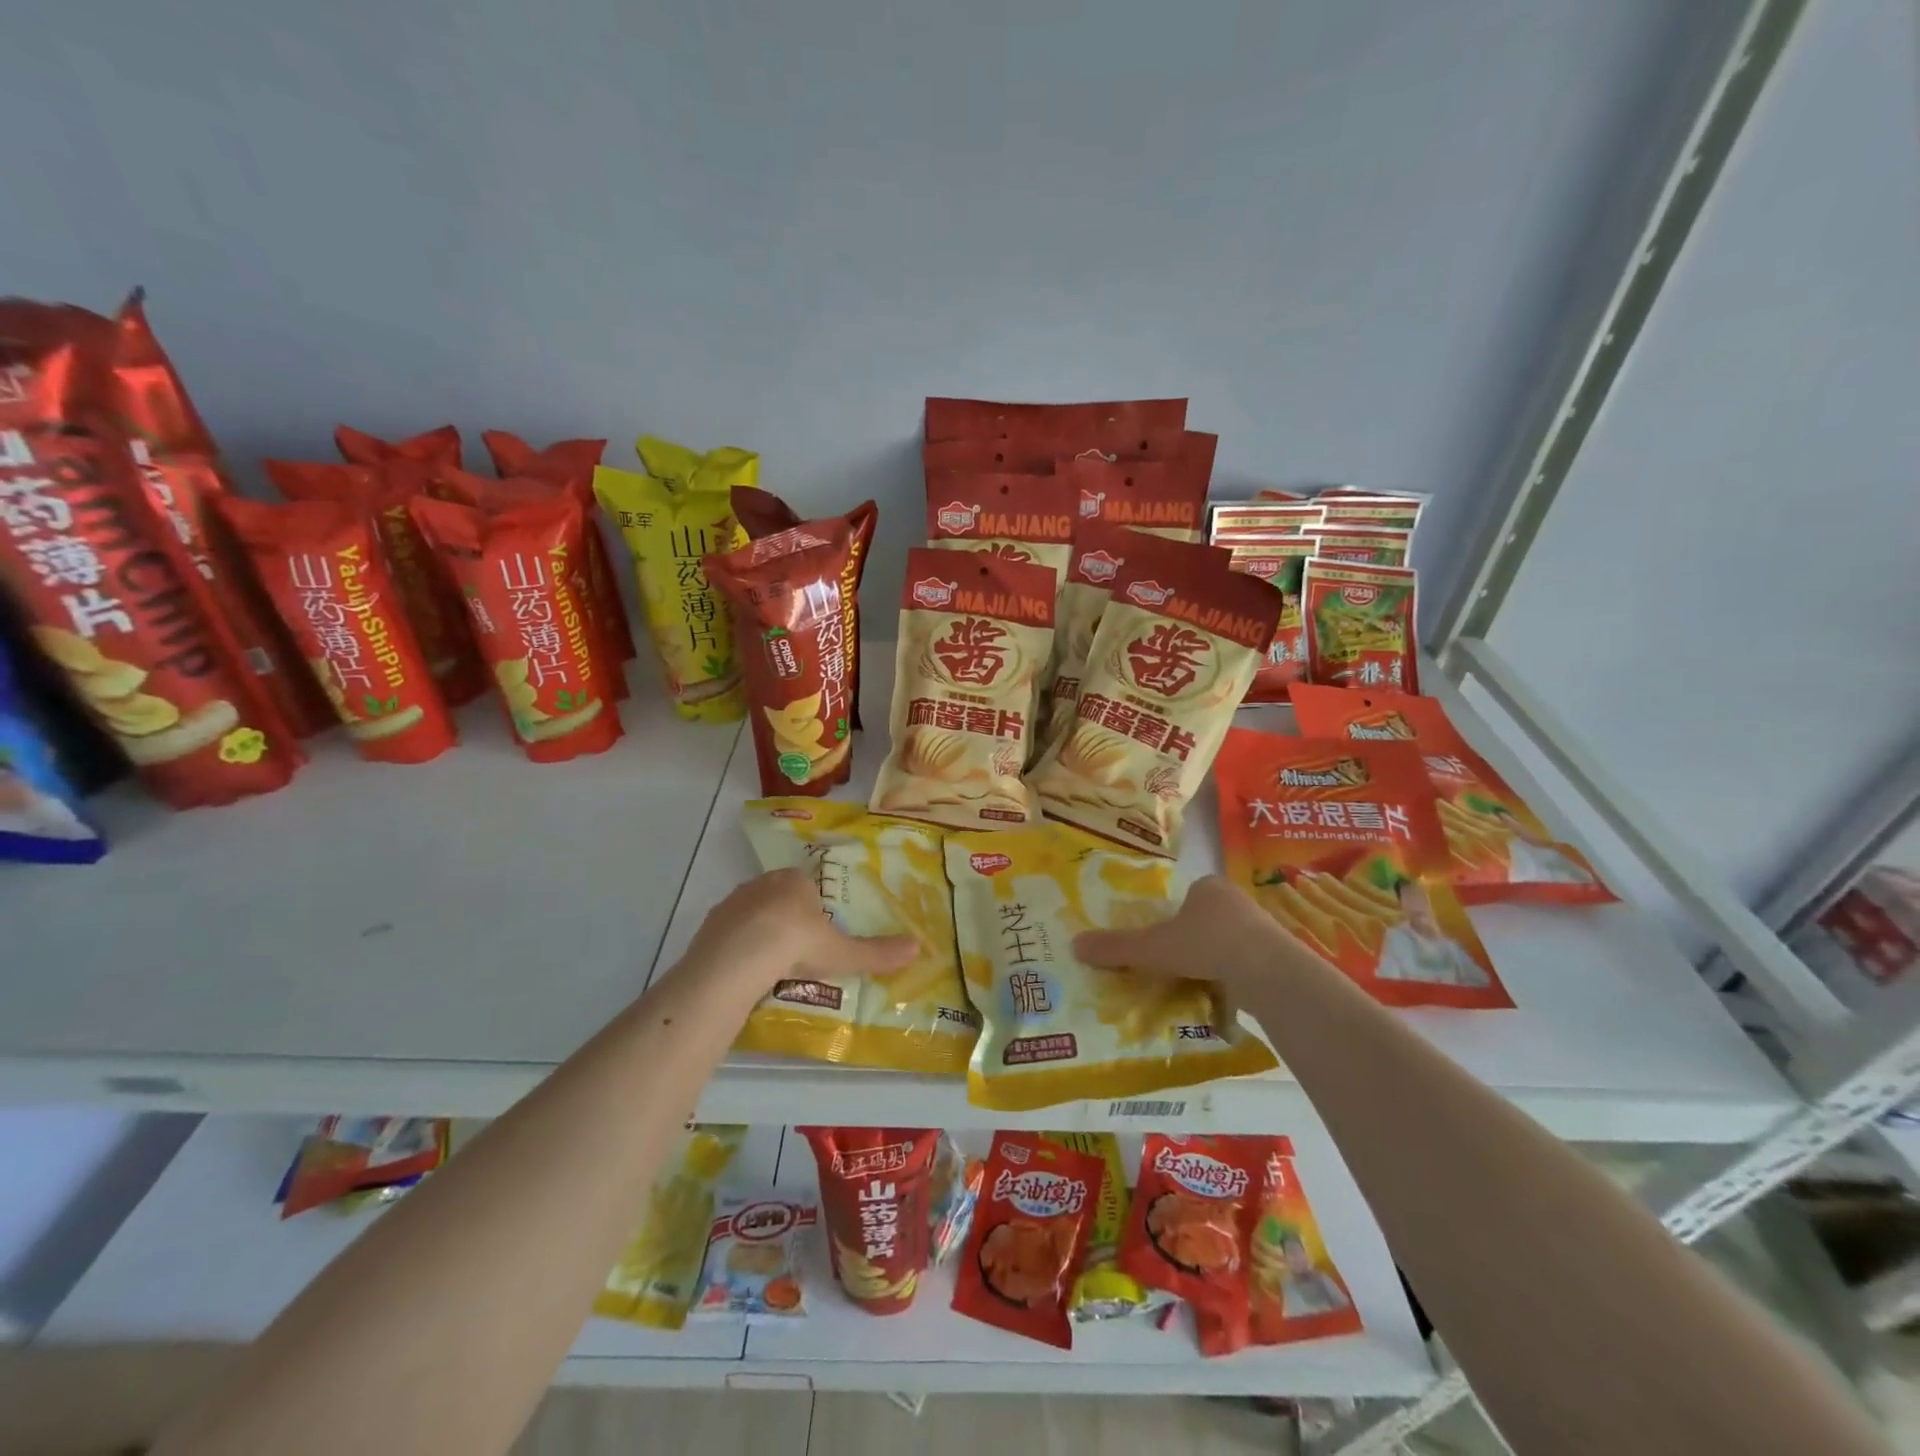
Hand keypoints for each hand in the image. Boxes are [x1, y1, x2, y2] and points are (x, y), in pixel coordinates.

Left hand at [679, 868, 917, 1001]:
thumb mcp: (843, 953)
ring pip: (752, 913)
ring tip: (771, 965)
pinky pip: (729, 933)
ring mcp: (733, 902)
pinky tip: (745, 970)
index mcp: (796, 882)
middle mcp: (763, 884)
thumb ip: (877, 952)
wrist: (739, 957)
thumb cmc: (796, 945)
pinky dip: (737, 947)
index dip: (814, 909)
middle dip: (787, 919)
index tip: (818, 935)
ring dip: (760, 931)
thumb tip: (918, 947)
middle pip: (779, 897)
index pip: (808, 887)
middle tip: (797, 952)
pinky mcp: (711, 924)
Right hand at [1074, 874, 1317, 998]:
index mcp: (1207, 887)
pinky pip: (1248, 964)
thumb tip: (1073, 944)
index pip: (1185, 898)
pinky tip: (1224, 995)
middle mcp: (1236, 900)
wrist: (1267, 971)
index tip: (1161, 942)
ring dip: (1215, 960)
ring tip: (1198, 984)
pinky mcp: (1279, 955)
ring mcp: (1262, 927)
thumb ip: (1117, 948)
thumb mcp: (1153, 948)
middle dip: (1193, 941)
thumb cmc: (1206, 944)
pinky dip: (1235, 978)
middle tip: (1175, 965)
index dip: (1171, 918)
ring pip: (1229, 942)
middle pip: (1206, 919)